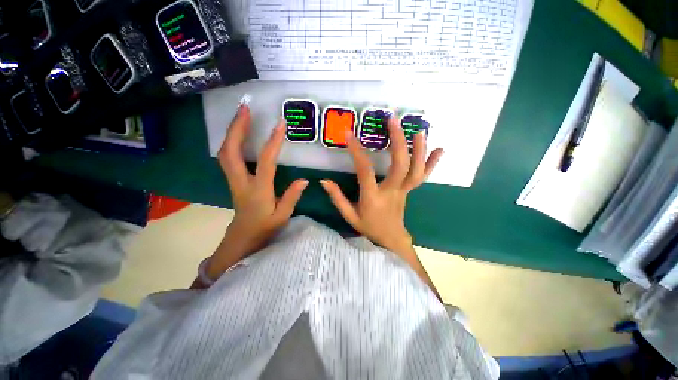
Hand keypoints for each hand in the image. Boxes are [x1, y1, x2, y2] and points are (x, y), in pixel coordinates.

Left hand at [208, 105, 307, 278]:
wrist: (243, 236)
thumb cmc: (265, 226)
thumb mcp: (283, 215)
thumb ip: (292, 197)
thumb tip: (305, 179)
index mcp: (258, 190)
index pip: (265, 162)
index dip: (273, 142)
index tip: (281, 124)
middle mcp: (241, 181)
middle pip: (231, 151)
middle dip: (237, 128)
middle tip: (245, 108)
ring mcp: (233, 179)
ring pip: (225, 152)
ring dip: (231, 131)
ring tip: (241, 114)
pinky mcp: (232, 178)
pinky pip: (227, 156)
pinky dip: (230, 140)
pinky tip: (237, 132)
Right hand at [320, 115, 442, 255]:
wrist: (390, 239)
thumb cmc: (368, 227)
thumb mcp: (349, 216)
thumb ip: (337, 198)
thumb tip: (324, 181)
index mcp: (373, 198)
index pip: (365, 171)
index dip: (357, 152)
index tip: (349, 134)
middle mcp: (392, 192)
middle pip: (399, 165)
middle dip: (398, 141)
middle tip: (393, 120)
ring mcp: (404, 191)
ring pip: (415, 170)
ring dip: (419, 149)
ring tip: (419, 129)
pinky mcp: (410, 191)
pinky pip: (423, 177)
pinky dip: (432, 163)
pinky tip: (440, 149)